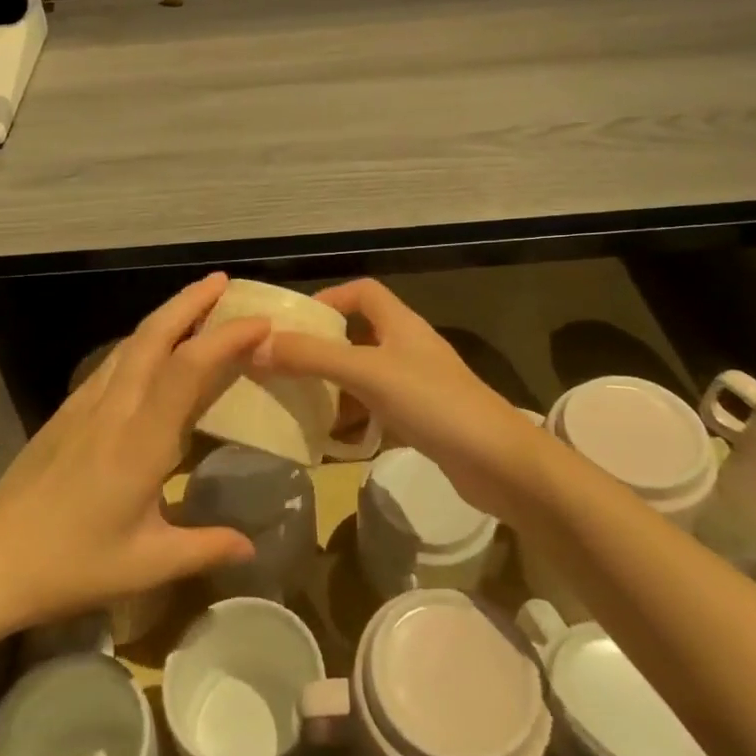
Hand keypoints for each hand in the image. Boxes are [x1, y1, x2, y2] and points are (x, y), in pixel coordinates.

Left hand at [0, 273, 264, 628]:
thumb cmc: (70, 566)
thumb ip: (204, 548)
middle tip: (225, 282)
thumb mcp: (145, 565)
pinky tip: (152, 350)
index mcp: (140, 442)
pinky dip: (142, 341)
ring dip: (166, 315)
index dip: (225, 338)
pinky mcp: (67, 411)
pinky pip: (113, 362)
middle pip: (153, 335)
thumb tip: (251, 547)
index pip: (187, 369)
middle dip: (191, 301)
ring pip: (130, 342)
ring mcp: (85, 405)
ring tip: (198, 305)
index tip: (261, 324)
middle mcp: (114, 409)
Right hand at [254, 279, 548, 525]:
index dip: (329, 298)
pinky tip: (332, 443)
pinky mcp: (422, 421)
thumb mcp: (367, 373)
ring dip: (334, 391)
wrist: (498, 463)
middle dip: (321, 351)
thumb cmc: (433, 402)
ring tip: (299, 408)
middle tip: (285, 370)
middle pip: (358, 337)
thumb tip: (256, 346)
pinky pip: (376, 412)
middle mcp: (408, 349)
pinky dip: (353, 422)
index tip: (295, 323)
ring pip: (364, 379)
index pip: (363, 292)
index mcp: (400, 324)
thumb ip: (312, 357)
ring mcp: (417, 387)